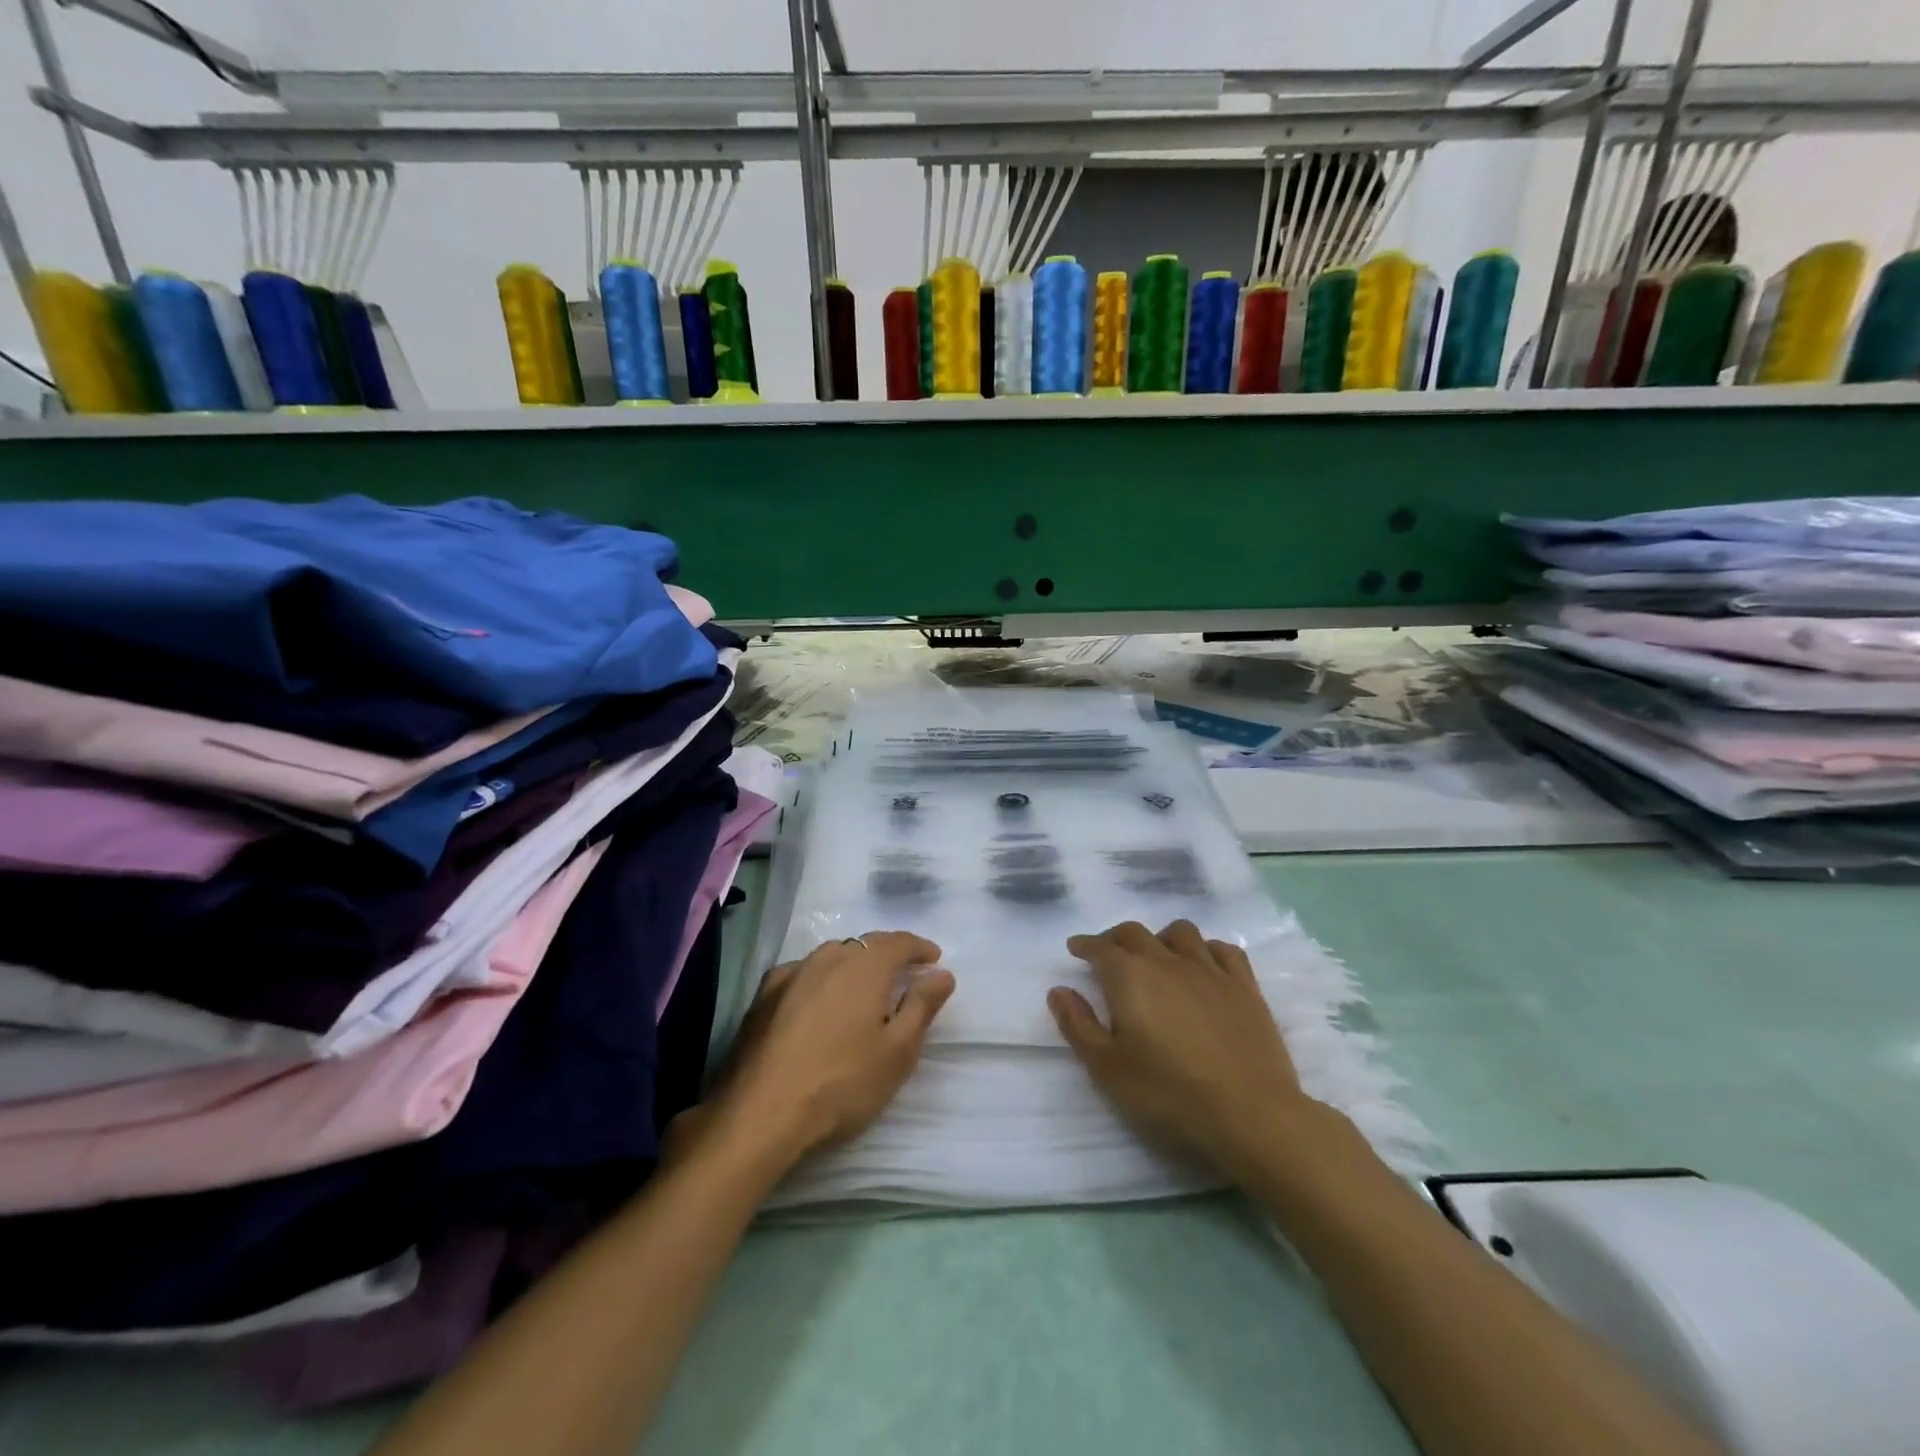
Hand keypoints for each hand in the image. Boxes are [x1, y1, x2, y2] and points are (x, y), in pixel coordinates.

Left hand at [702, 932, 953, 1169]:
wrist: (760, 1114)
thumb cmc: (842, 1083)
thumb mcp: (897, 1051)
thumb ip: (922, 1006)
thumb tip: (942, 974)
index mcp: (864, 966)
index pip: (898, 942)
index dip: (919, 947)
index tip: (934, 959)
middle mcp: (827, 958)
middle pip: (864, 945)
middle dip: (886, 954)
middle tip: (903, 975)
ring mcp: (790, 974)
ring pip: (831, 956)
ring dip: (852, 964)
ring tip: (862, 987)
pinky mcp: (762, 996)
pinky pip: (802, 973)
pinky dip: (819, 979)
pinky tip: (817, 1000)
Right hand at [1049, 920, 1308, 1181]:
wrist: (1250, 1114)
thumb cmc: (1169, 1094)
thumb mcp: (1108, 1068)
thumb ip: (1078, 1025)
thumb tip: (1058, 990)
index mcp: (1130, 976)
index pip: (1100, 948)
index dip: (1085, 945)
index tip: (1076, 948)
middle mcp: (1167, 961)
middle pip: (1136, 933)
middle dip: (1115, 938)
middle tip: (1108, 954)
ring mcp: (1210, 970)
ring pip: (1180, 933)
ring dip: (1161, 938)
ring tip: (1157, 957)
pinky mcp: (1245, 986)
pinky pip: (1223, 950)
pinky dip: (1206, 949)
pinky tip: (1203, 965)